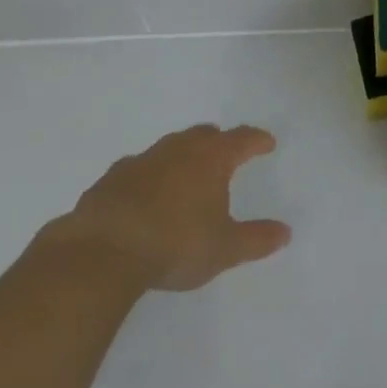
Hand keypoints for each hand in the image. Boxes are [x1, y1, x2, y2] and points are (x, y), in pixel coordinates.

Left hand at [43, 124, 291, 291]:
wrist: (101, 252)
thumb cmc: (175, 245)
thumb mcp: (224, 248)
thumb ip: (256, 239)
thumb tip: (285, 232)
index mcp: (210, 159)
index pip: (241, 139)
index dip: (257, 140)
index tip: (267, 143)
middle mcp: (177, 150)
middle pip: (202, 135)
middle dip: (218, 141)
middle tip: (226, 152)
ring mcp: (140, 162)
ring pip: (168, 149)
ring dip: (181, 156)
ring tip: (186, 174)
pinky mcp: (109, 181)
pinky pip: (137, 171)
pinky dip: (148, 177)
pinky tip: (144, 196)